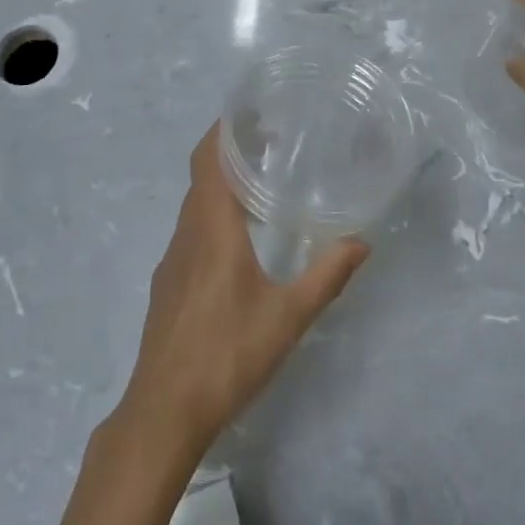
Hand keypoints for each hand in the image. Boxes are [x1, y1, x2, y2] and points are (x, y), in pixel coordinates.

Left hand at [116, 124, 368, 459]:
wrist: (163, 411)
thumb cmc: (226, 354)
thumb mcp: (287, 317)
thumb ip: (326, 276)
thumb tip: (361, 243)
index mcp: (211, 226)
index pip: (208, 157)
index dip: (224, 129)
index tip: (251, 112)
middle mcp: (186, 232)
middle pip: (201, 174)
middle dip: (229, 151)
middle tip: (270, 142)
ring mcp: (172, 259)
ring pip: (195, 204)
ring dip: (221, 185)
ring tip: (260, 185)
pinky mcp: (167, 283)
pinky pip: (190, 231)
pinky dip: (212, 215)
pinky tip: (238, 242)